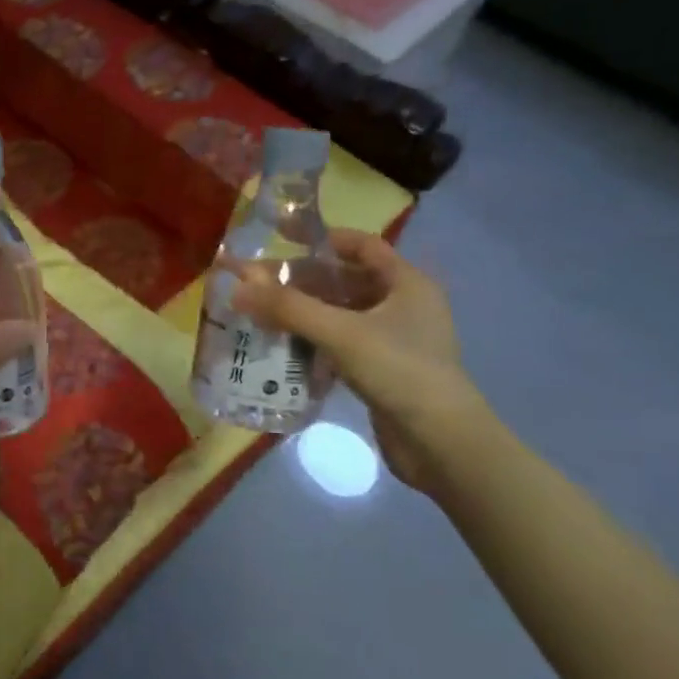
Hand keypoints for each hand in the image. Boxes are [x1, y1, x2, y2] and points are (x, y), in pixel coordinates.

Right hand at [231, 230, 485, 493]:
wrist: (440, 442)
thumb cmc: (399, 371)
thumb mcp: (341, 333)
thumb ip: (288, 308)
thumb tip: (237, 286)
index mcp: (406, 283)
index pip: (362, 245)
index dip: (323, 238)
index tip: (281, 236)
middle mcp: (402, 305)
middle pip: (344, 280)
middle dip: (301, 279)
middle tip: (257, 282)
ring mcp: (392, 339)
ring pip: (339, 313)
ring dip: (302, 311)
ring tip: (260, 312)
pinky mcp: (380, 368)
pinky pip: (338, 342)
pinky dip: (311, 339)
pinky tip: (282, 345)